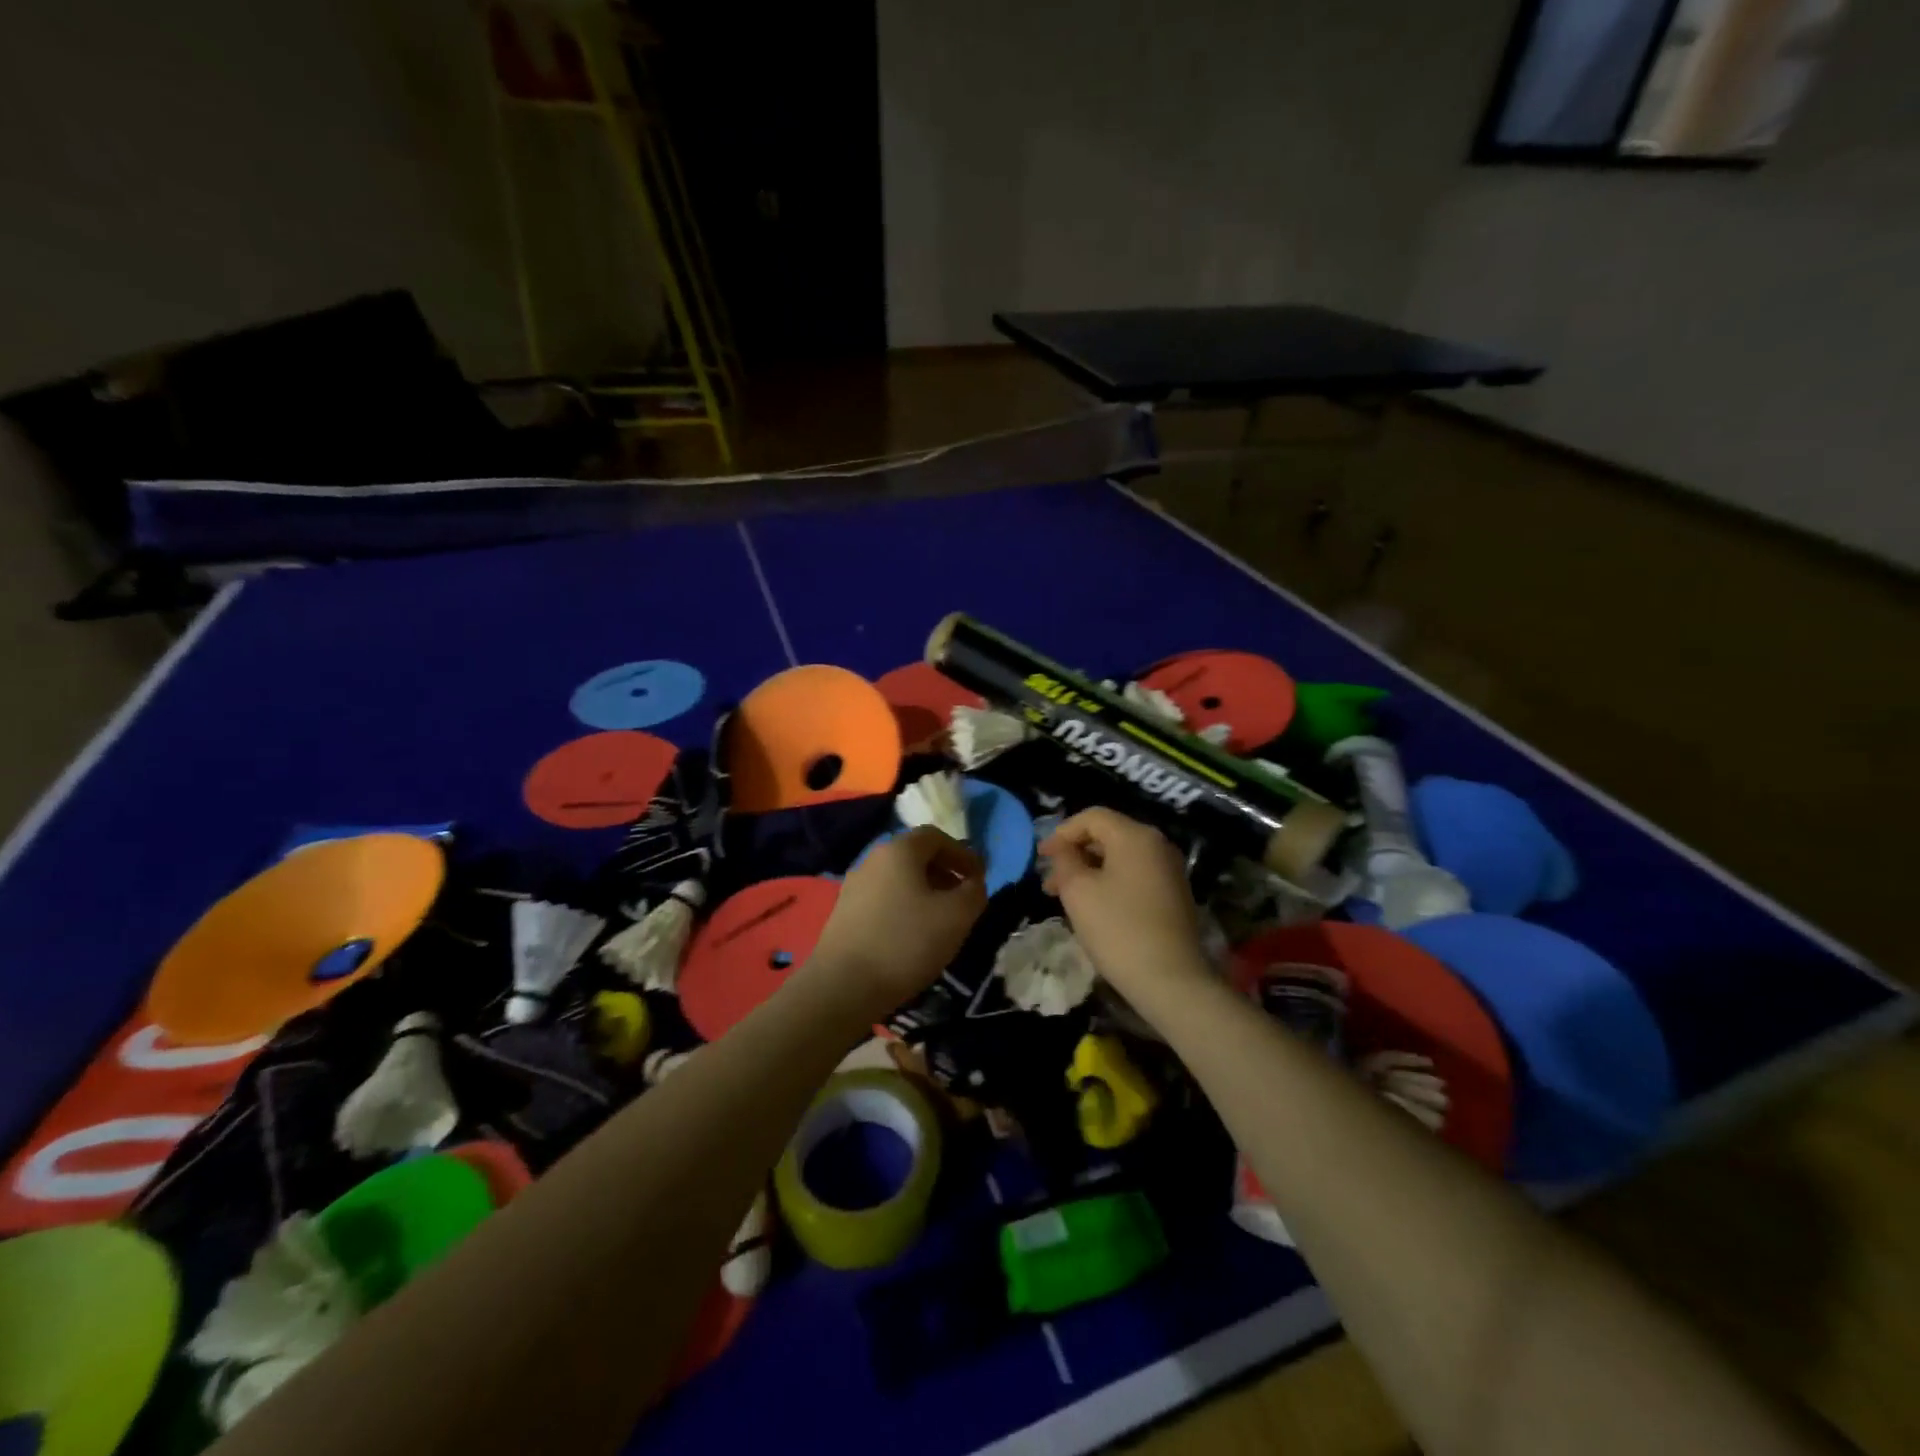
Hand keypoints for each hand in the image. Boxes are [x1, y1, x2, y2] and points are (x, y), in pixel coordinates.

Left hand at [806, 827, 987, 1021]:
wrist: (843, 986)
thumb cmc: (906, 942)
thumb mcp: (956, 917)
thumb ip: (974, 892)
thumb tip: (973, 884)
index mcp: (899, 850)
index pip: (936, 837)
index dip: (963, 853)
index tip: (980, 878)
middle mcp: (872, 860)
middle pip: (915, 856)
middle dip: (945, 873)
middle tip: (964, 898)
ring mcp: (854, 886)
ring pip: (899, 879)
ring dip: (925, 892)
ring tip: (941, 921)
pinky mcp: (844, 913)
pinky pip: (883, 899)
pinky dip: (904, 907)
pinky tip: (913, 936)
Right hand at [1039, 808, 1210, 1004]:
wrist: (1171, 980)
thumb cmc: (1118, 929)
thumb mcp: (1078, 891)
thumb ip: (1065, 861)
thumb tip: (1064, 849)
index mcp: (1135, 836)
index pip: (1092, 817)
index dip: (1061, 833)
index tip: (1040, 858)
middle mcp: (1158, 845)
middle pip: (1108, 835)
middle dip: (1074, 853)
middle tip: (1049, 881)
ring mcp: (1170, 870)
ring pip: (1120, 858)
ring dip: (1089, 870)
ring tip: (1065, 897)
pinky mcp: (1174, 894)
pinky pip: (1135, 875)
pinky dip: (1110, 882)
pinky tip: (1093, 907)